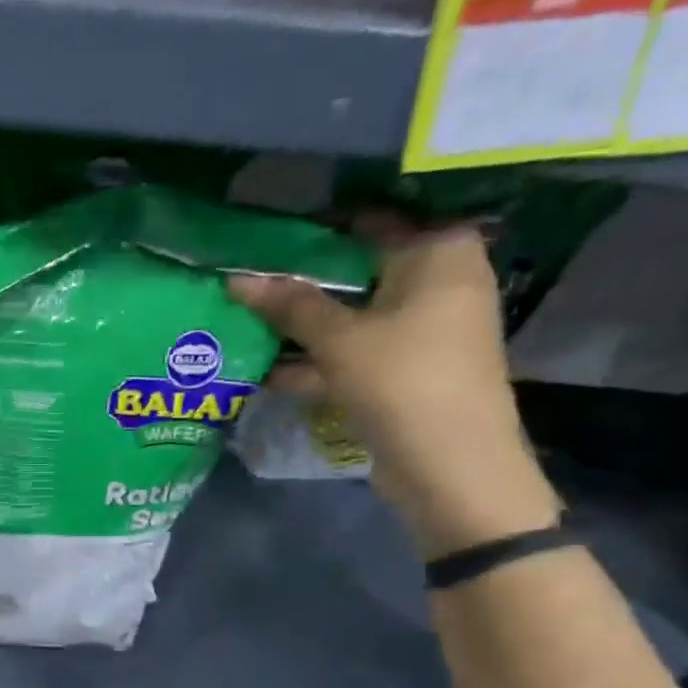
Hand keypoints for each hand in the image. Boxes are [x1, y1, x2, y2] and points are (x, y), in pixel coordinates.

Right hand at [228, 222, 559, 558]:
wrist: (452, 466)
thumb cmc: (402, 381)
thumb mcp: (338, 339)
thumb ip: (289, 305)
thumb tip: (236, 278)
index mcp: (438, 253)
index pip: (369, 221)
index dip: (316, 231)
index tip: (265, 240)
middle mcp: (438, 281)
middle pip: (357, 270)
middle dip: (302, 282)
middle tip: (248, 280)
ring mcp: (424, 329)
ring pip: (352, 316)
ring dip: (303, 326)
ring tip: (246, 324)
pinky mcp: (406, 370)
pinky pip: (356, 352)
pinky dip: (319, 360)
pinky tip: (268, 371)